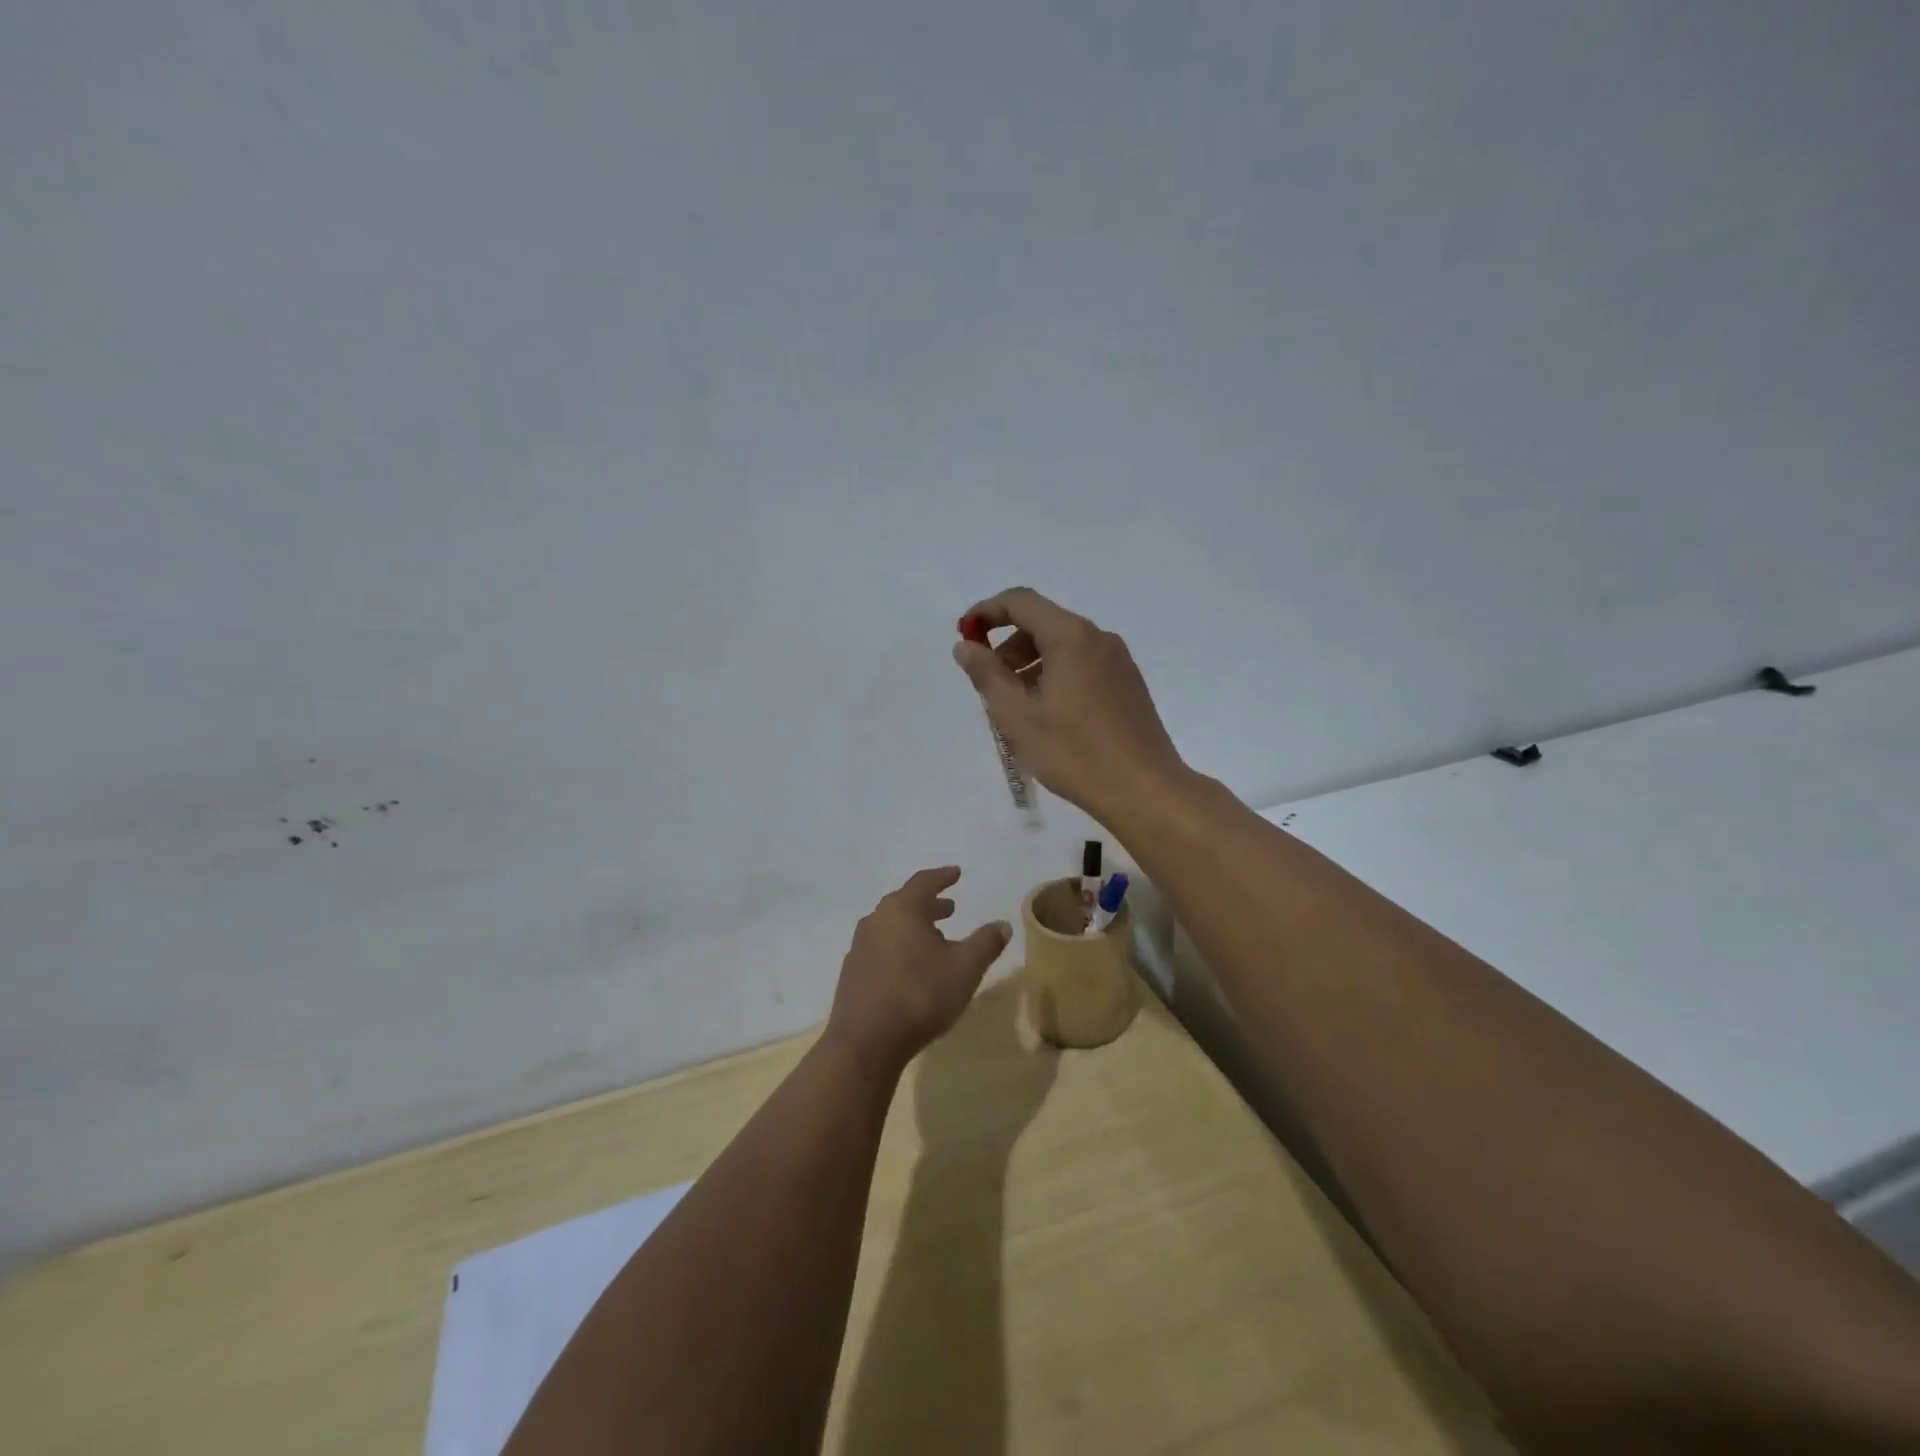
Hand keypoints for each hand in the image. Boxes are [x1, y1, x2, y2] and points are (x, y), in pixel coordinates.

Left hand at [827, 867, 1011, 1076]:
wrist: (865, 1042)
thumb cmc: (920, 995)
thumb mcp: (965, 968)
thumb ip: (985, 943)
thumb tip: (1003, 924)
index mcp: (902, 909)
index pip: (924, 882)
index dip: (943, 877)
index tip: (956, 873)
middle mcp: (876, 920)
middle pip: (905, 903)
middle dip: (929, 904)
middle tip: (950, 909)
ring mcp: (860, 946)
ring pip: (891, 926)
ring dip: (914, 927)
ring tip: (934, 939)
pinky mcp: (852, 972)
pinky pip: (880, 948)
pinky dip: (898, 947)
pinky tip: (910, 968)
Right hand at [953, 587, 1187, 818]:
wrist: (1144, 790)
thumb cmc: (1074, 752)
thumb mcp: (1017, 716)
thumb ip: (987, 675)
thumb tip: (965, 646)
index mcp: (1071, 637)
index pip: (1020, 602)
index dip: (986, 612)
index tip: (964, 636)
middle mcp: (1099, 638)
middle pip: (1043, 623)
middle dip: (1008, 646)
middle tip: (989, 686)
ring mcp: (1118, 661)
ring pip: (1063, 647)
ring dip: (1030, 665)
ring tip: (1017, 708)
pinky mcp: (1128, 684)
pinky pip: (1082, 665)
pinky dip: (1055, 676)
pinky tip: (1049, 716)